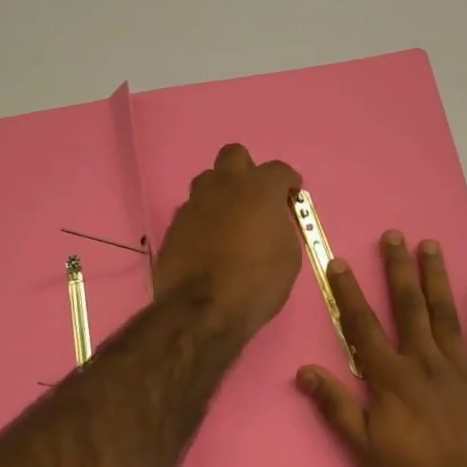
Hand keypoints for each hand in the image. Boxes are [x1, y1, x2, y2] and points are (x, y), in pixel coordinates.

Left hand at [153, 143, 303, 337]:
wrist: (202, 310)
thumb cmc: (257, 283)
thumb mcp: (288, 256)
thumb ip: (281, 227)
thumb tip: (272, 222)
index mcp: (259, 189)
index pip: (279, 169)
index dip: (288, 182)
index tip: (292, 196)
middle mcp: (224, 186)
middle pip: (234, 156)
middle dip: (248, 170)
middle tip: (256, 197)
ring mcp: (195, 204)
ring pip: (208, 181)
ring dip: (221, 192)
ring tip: (230, 219)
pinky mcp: (174, 225)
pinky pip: (193, 210)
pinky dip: (204, 219)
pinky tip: (210, 242)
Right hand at [296, 231, 466, 466]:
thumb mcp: (366, 450)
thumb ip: (336, 408)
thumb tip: (305, 371)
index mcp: (391, 379)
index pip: (363, 327)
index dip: (349, 293)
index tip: (340, 262)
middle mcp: (425, 362)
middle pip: (408, 307)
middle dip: (398, 270)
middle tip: (394, 235)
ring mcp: (462, 368)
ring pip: (446, 313)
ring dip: (436, 277)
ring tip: (430, 245)